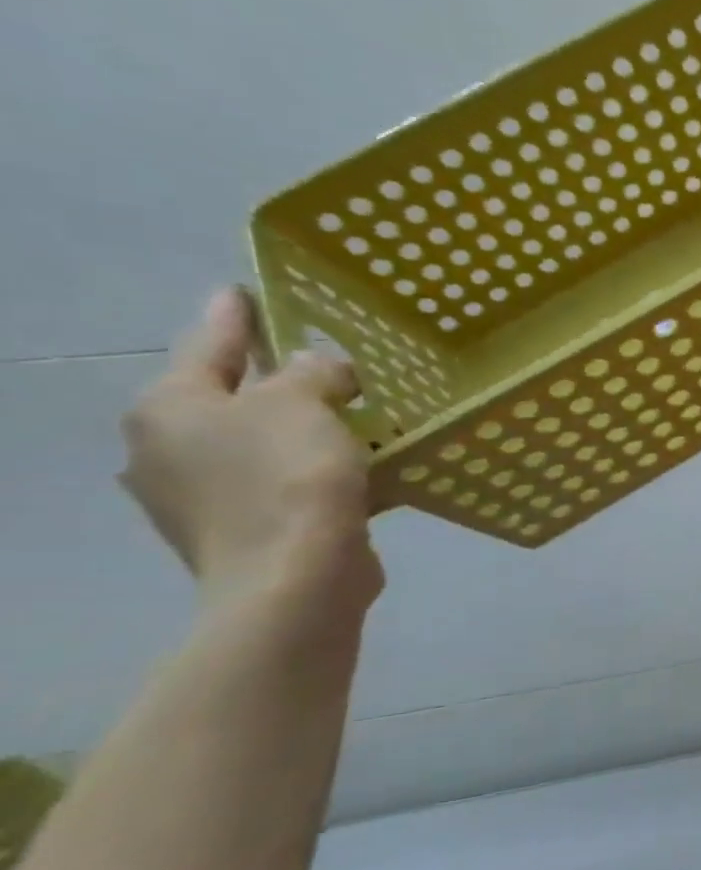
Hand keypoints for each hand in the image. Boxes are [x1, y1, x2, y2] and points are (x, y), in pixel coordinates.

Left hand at [120, 289, 383, 613]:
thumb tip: (319, 367)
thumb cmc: (288, 478)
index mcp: (170, 409)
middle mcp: (171, 450)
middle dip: (275, 379)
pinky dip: (318, 468)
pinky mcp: (246, 530)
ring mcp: (204, 497)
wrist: (296, 579)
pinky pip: (286, 480)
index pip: (206, 345)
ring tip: (354, 412)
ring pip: (263, 442)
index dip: (233, 316)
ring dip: (304, 426)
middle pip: (231, 397)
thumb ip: (311, 371)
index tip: (245, 290)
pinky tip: (361, 465)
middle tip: (319, 358)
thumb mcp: (304, 403)